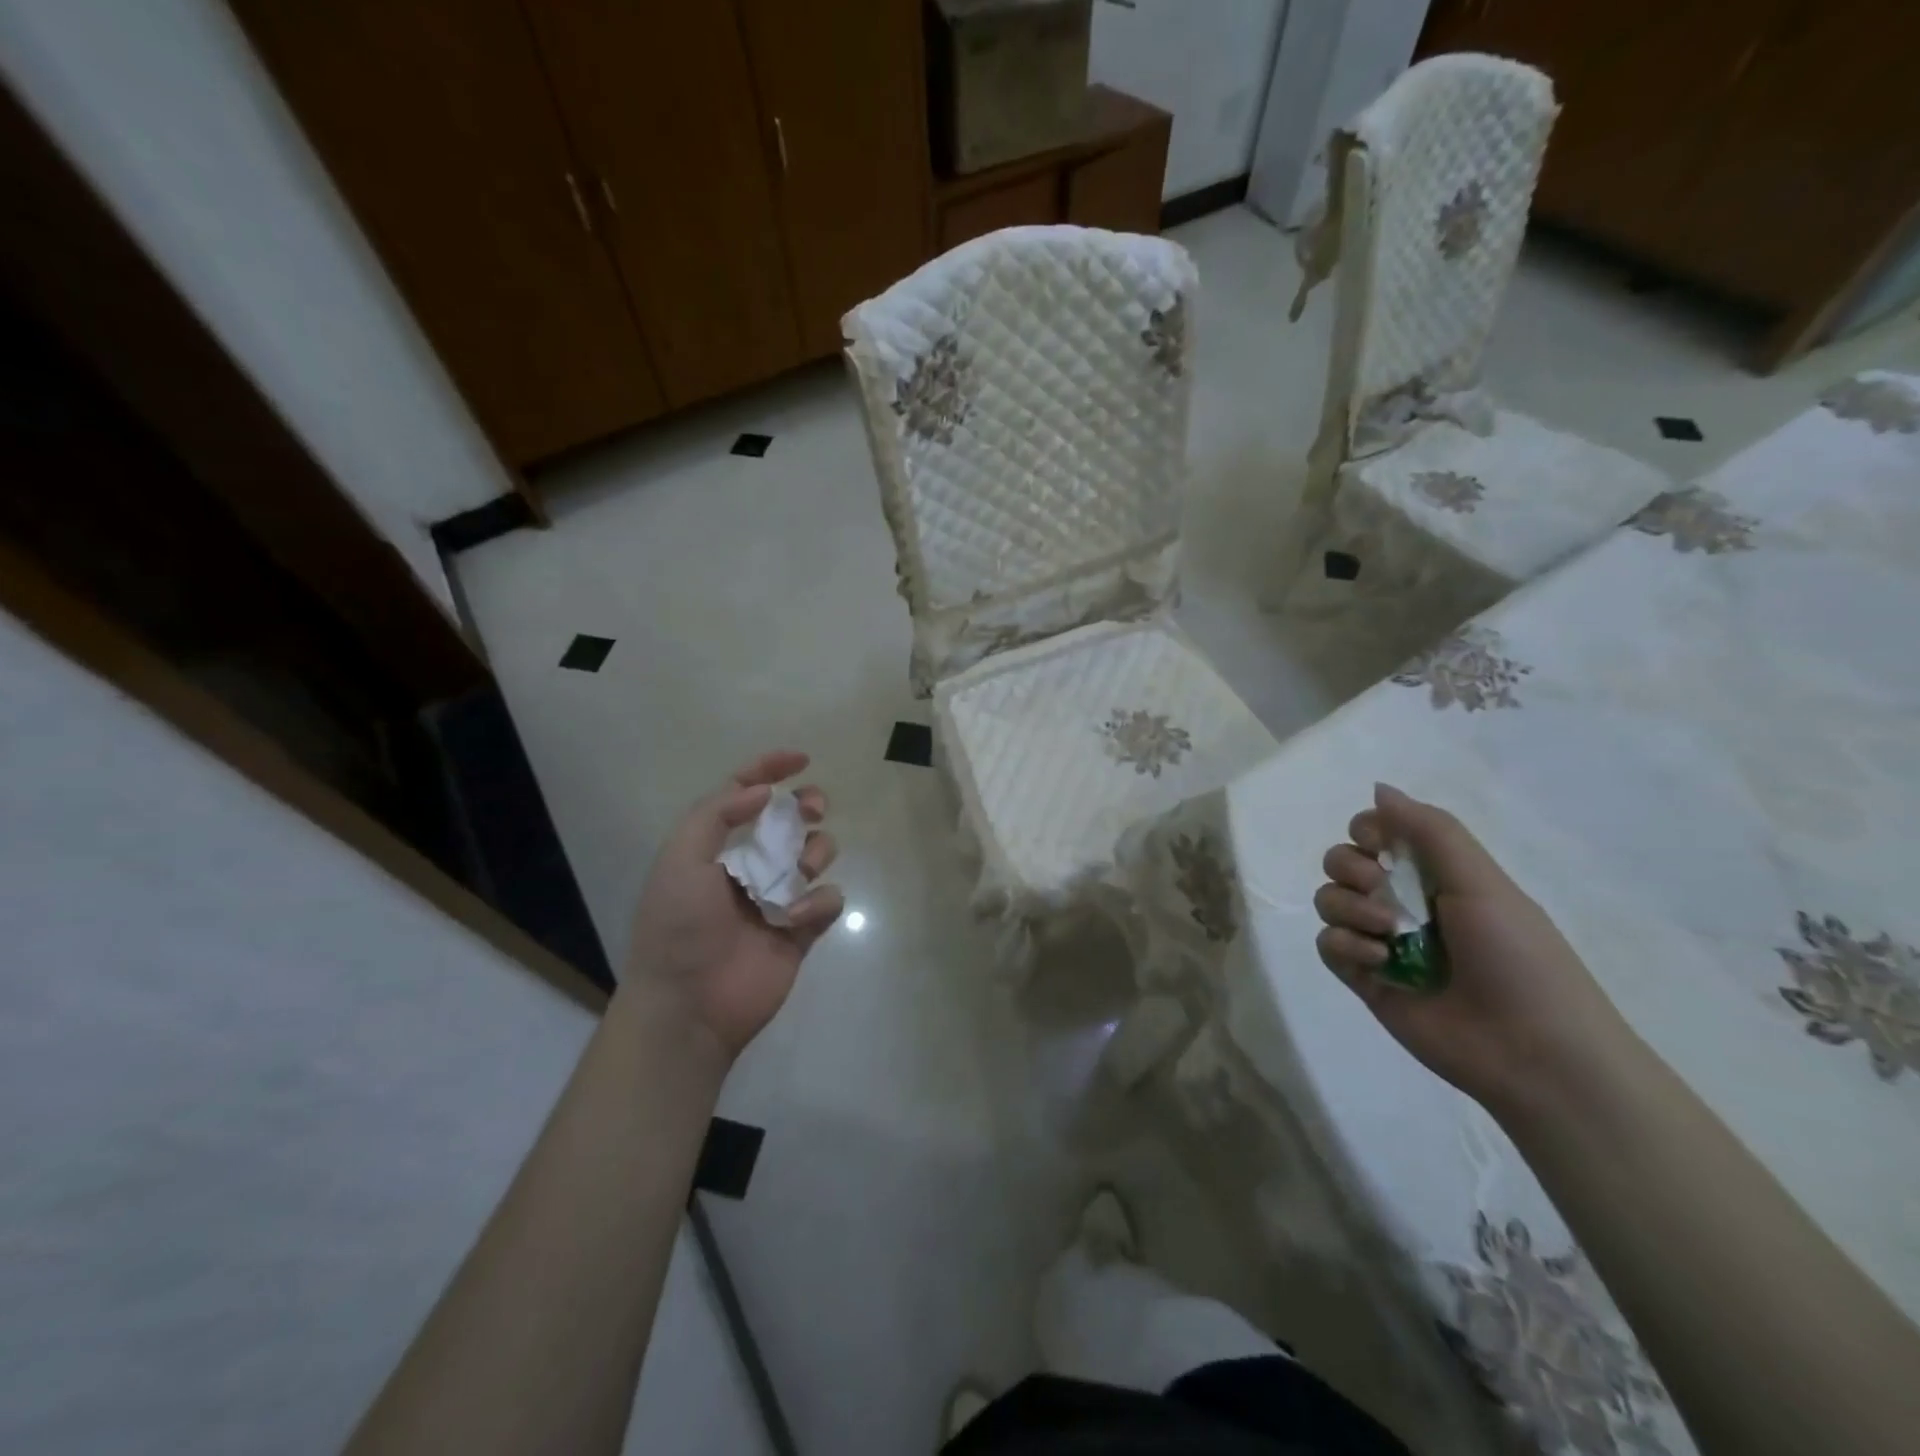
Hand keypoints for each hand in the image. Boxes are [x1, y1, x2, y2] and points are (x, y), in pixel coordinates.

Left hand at [620, 750, 842, 1059]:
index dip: (770, 770)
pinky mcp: (801, 930)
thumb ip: (717, 814)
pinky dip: (818, 903)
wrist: (689, 1005)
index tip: (801, 758)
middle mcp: (749, 866)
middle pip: (791, 821)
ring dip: (813, 852)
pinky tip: (795, 919)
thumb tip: (762, 792)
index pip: (744, 795)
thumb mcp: (681, 859)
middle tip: (813, 808)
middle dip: (807, 806)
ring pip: (816, 854)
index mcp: (715, 847)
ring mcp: (778, 898)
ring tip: (798, 873)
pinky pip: (828, 899)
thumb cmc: (678, 926)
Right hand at [1312, 783, 1629, 1112]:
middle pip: (1342, 862)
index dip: (1368, 830)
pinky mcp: (1364, 979)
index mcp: (1436, 874)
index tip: (1379, 843)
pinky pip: (1327, 944)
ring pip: (1329, 900)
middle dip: (1351, 868)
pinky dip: (1344, 944)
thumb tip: (1377, 787)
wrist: (1534, 1052)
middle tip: (1381, 889)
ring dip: (1349, 907)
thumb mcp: (1481, 882)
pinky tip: (1377, 961)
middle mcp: (1402, 902)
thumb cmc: (1518, 957)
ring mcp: (1380, 941)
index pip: (1377, 832)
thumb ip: (1429, 830)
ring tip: (1385, 934)